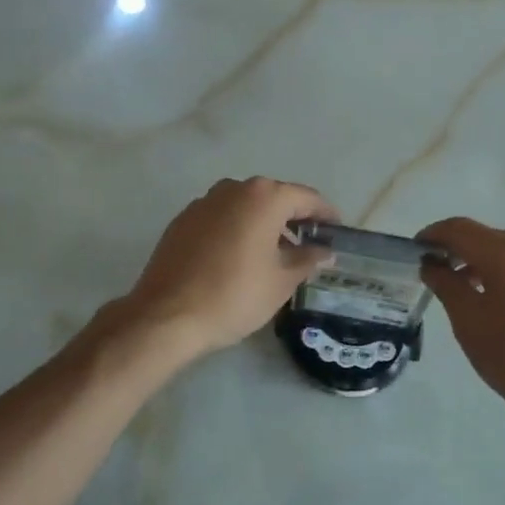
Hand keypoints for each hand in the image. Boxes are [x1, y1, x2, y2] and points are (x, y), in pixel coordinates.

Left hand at [118, 177, 336, 358]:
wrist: (167, 315)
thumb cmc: (235, 295)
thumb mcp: (281, 281)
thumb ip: (308, 259)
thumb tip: (324, 251)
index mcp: (264, 197)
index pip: (306, 197)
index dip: (326, 214)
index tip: (337, 231)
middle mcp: (233, 189)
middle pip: (274, 197)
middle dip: (293, 218)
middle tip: (309, 244)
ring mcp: (203, 202)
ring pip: (245, 207)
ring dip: (263, 224)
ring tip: (275, 254)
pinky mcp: (182, 221)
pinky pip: (221, 218)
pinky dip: (237, 230)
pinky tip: (239, 258)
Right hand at [417, 217, 504, 437]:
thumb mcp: (469, 322)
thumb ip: (446, 285)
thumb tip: (433, 264)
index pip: (459, 228)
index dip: (433, 235)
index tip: (415, 251)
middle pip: (486, 238)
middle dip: (458, 251)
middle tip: (436, 275)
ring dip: (483, 265)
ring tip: (467, 293)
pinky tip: (503, 307)